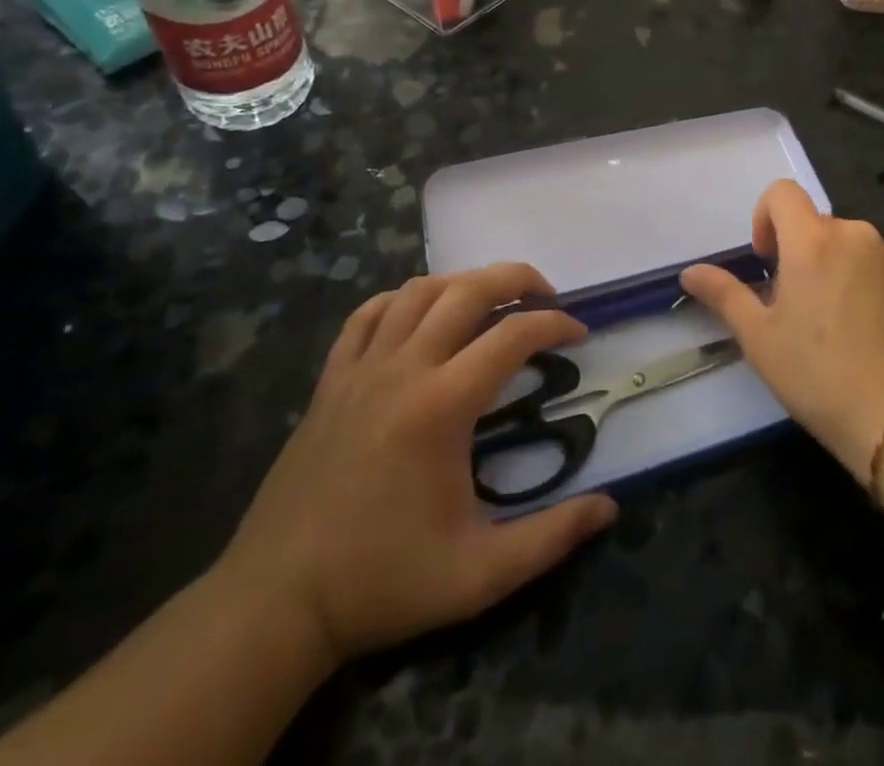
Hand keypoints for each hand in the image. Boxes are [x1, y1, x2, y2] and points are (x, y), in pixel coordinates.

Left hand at [215, 266, 618, 663]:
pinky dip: (402, 300)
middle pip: (467, 289)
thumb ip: (551, 538)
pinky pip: (368, 315)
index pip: (513, 335)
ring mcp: (361, 370)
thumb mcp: (479, 576)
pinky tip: (422, 317)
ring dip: (464, 283)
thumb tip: (609, 508)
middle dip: (517, 278)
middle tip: (547, 297)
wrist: (274, 606)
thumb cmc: (382, 582)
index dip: (556, 325)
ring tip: (492, 303)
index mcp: (441, 406)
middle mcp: (403, 370)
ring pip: (417, 291)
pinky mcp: (330, 381)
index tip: (580, 336)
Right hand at [681, 181, 883, 482]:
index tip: (767, 261)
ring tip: (832, 325)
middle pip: (816, 224)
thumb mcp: (759, 338)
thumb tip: (690, 272)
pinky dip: (864, 286)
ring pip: (849, 247)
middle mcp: (855, 235)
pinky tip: (866, 335)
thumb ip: (725, 294)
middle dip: (798, 252)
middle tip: (794, 306)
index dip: (765, 217)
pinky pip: (878, 268)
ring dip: (832, 268)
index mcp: (812, 240)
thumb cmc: (819, 374)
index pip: (782, 192)